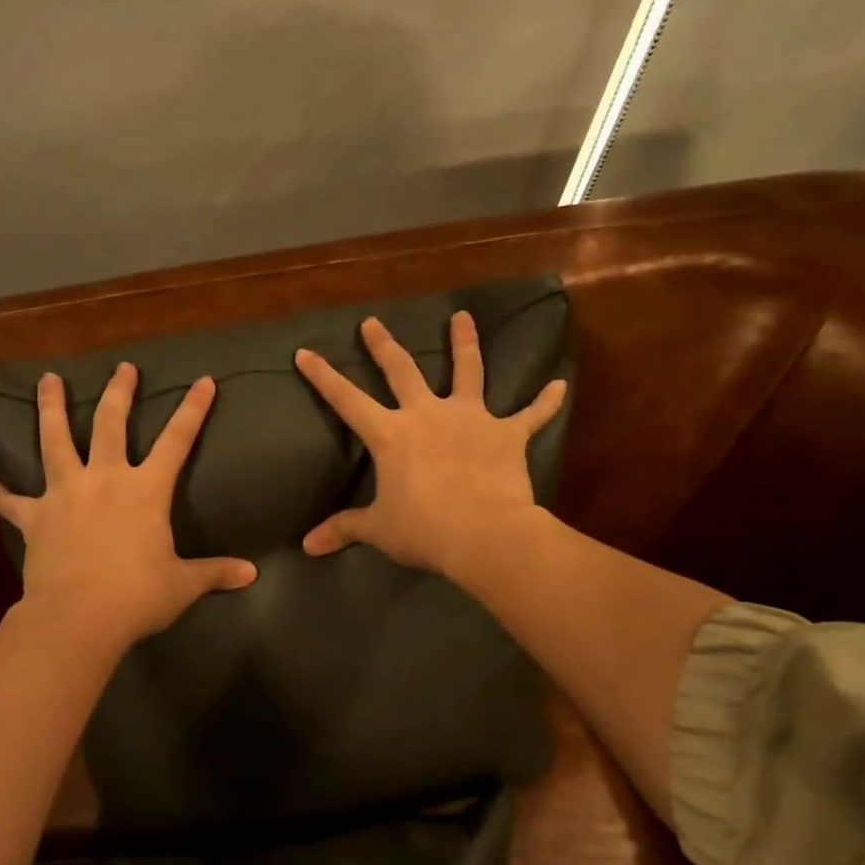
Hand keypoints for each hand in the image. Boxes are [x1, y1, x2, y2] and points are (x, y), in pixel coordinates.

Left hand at [0, 363, 256, 654]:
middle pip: (111, 424)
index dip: (193, 409)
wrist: (78, 617)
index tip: (203, 381)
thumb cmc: (137, 596)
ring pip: (55, 441)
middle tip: (122, 367)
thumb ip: (215, 572)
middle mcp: (105, 479)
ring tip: (47, 380)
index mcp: (146, 490)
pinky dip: (1, 493)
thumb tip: (252, 574)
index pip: (177, 440)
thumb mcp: (183, 584)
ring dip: (51, 409)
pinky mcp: (36, 518)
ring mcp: (65, 494)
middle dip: (119, 392)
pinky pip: (14, 502)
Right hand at [293, 311, 566, 579]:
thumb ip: (344, 530)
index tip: (304, 352)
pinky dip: (545, 402)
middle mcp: (428, 414)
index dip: (323, 376)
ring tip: (462, 317)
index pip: (346, 399)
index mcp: (391, 434)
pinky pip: (530, 414)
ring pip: (468, 370)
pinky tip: (559, 386)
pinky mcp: (507, 434)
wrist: (484, 535)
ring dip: (465, 343)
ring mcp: (471, 419)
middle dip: (383, 345)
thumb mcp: (379, 529)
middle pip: (402, 370)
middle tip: (372, 323)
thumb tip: (307, 546)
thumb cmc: (424, 530)